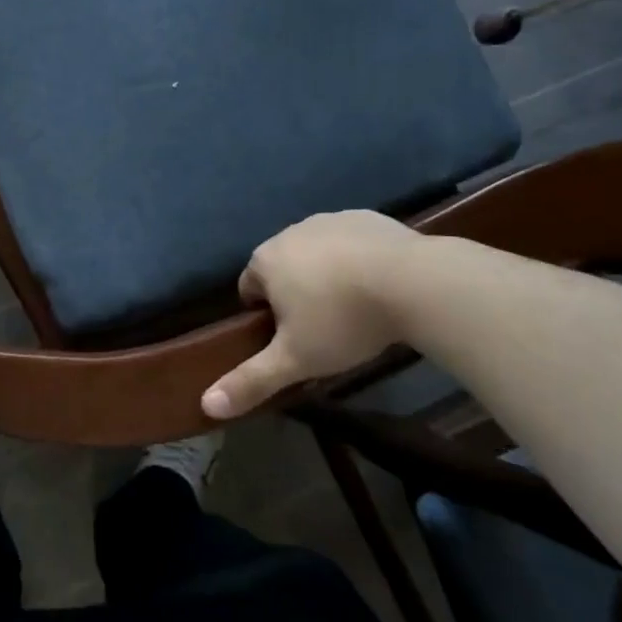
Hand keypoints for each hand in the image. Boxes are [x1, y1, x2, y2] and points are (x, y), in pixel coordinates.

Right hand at [202, 211, 422, 420]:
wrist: (414, 282)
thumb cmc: (343, 321)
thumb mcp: (295, 360)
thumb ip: (251, 381)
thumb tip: (207, 404)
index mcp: (266, 260)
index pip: (249, 289)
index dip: (266, 318)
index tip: (292, 340)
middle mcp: (290, 231)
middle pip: (283, 268)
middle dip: (296, 294)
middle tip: (325, 329)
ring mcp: (330, 220)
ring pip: (318, 253)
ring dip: (327, 275)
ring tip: (356, 308)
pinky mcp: (367, 217)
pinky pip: (352, 241)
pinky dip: (358, 259)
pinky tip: (380, 285)